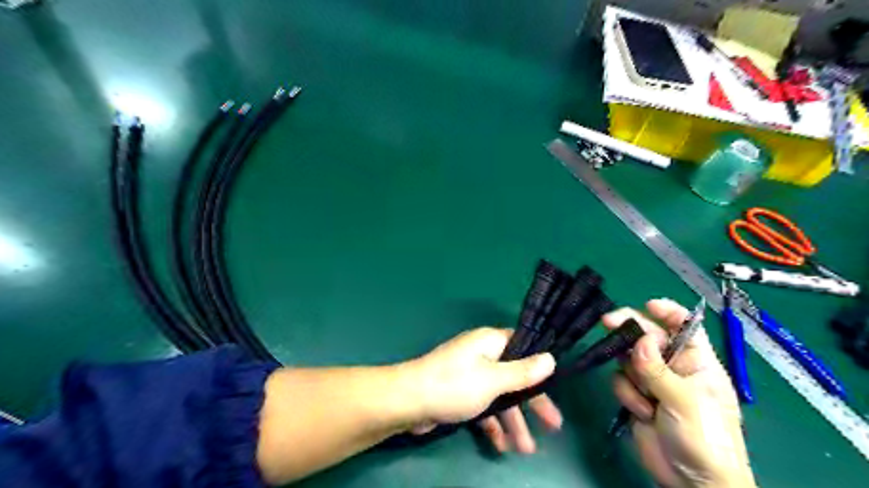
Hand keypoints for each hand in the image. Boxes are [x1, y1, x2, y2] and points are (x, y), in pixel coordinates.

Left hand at [408, 325, 563, 456]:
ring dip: (512, 420)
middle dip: (532, 403)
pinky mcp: (459, 393)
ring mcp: (470, 375)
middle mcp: (482, 354)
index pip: (522, 345)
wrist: (408, 402)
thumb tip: (550, 357)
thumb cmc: (454, 385)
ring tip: (526, 449)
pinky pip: (483, 406)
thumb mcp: (493, 379)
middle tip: (553, 426)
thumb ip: (523, 371)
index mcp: (490, 342)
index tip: (557, 382)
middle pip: (514, 376)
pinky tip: (500, 445)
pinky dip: (492, 424)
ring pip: (499, 395)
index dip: (540, 363)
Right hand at [605, 300, 758, 487]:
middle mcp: (673, 366)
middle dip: (630, 330)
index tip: (647, 305)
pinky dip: (627, 394)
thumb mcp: (686, 400)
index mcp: (696, 361)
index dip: (667, 312)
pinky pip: (621, 381)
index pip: (684, 326)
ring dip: (631, 375)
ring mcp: (653, 382)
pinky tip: (642, 412)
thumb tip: (640, 340)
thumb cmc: (705, 438)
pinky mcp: (636, 397)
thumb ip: (658, 369)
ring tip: (645, 399)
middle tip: (607, 321)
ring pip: (629, 359)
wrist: (692, 483)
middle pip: (648, 336)